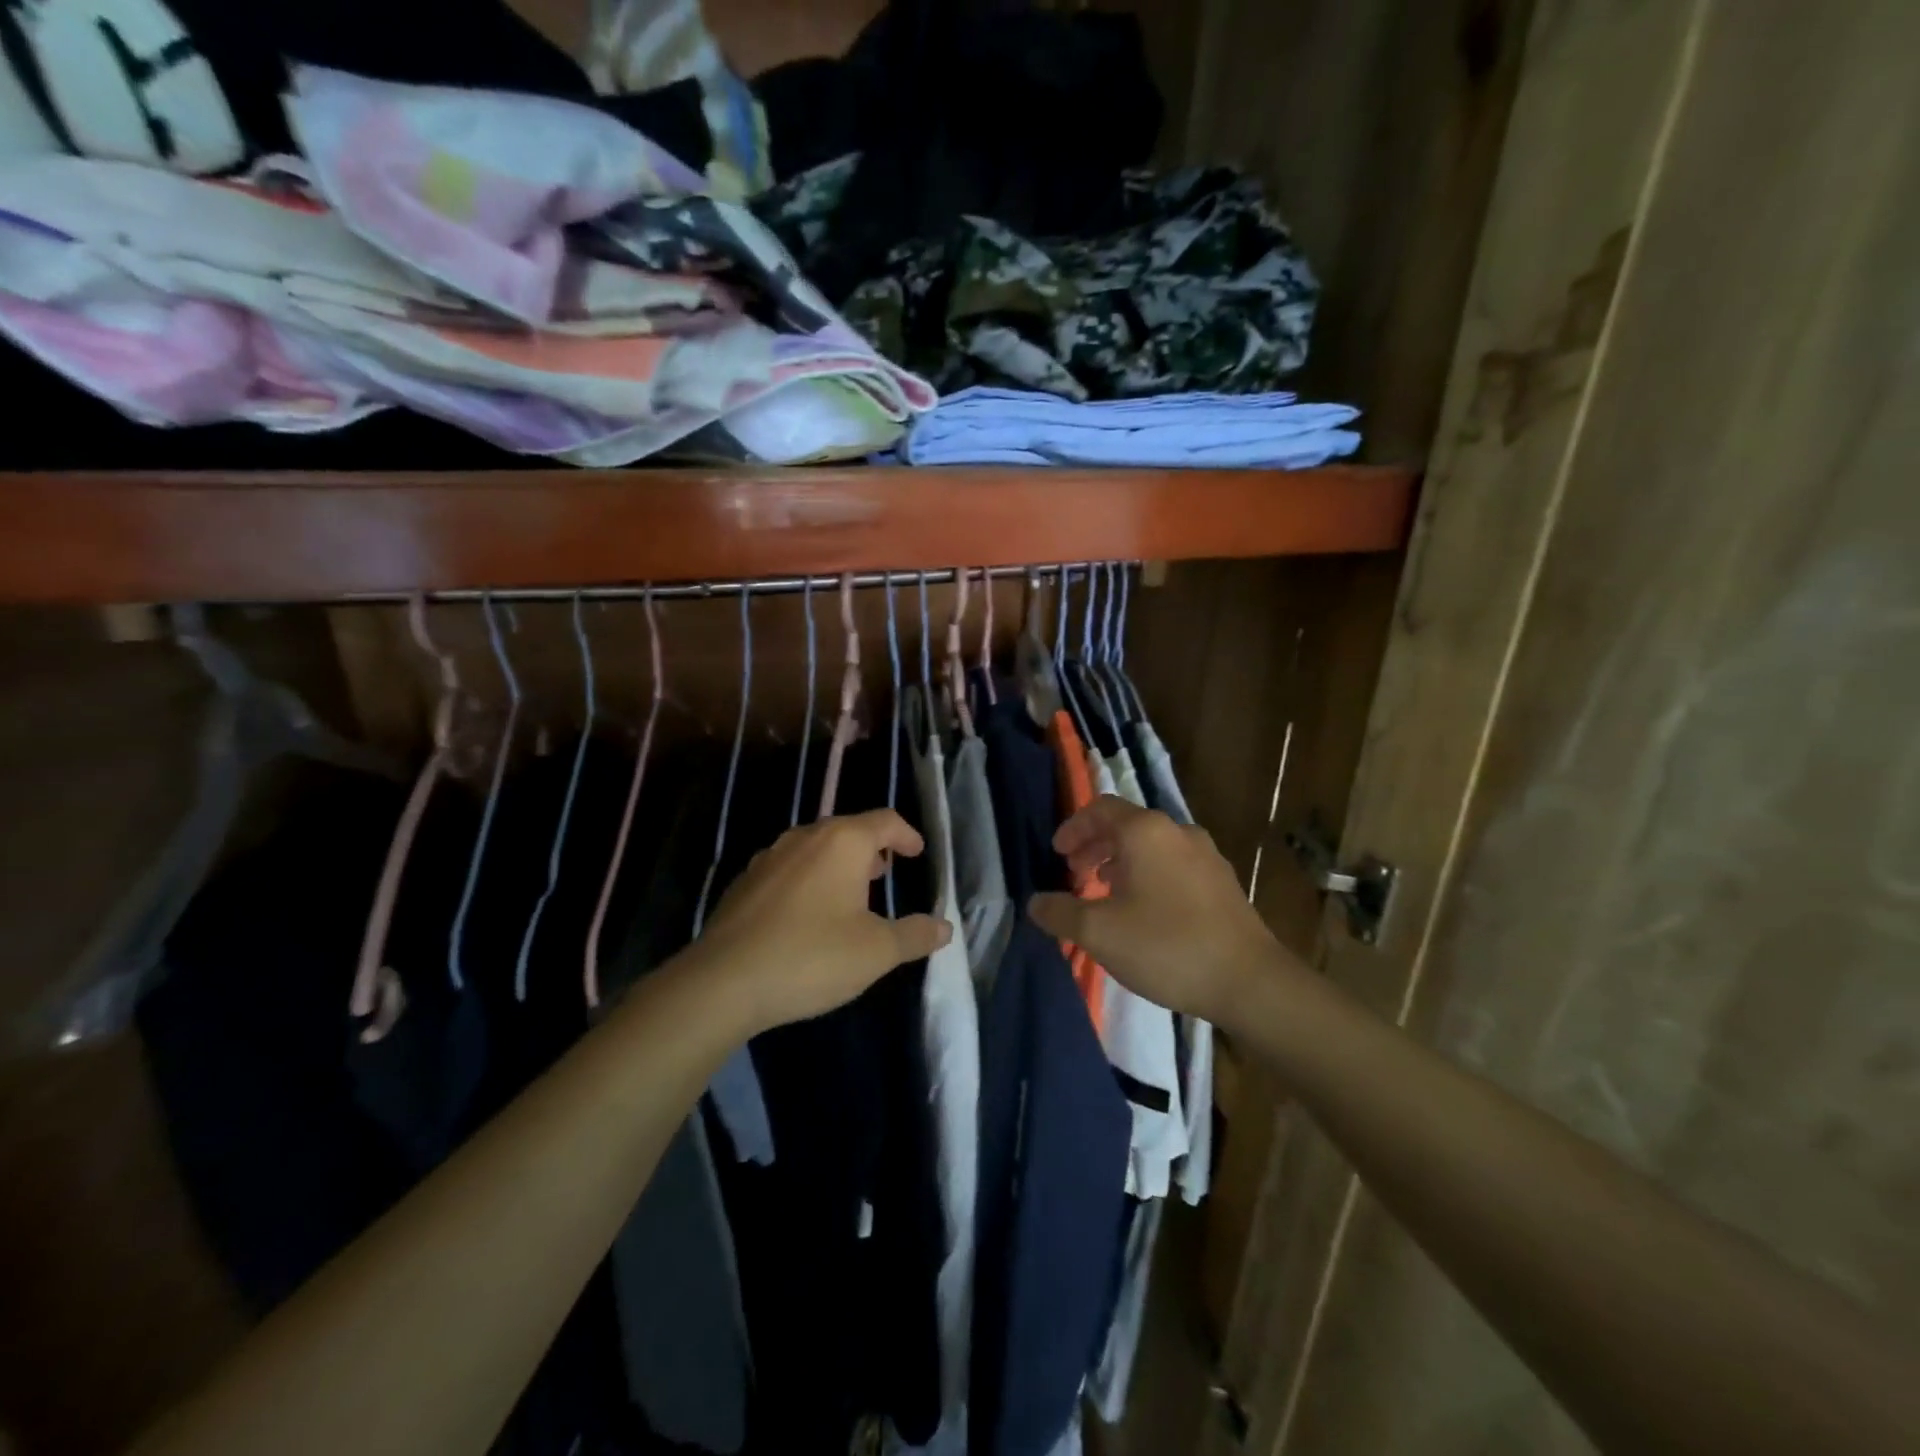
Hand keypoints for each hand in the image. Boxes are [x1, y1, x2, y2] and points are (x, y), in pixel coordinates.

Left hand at [691, 810, 951, 1034]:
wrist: (723, 982)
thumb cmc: (811, 956)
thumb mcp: (876, 951)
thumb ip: (914, 935)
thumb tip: (944, 927)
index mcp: (842, 842)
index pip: (884, 821)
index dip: (906, 835)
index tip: (917, 852)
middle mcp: (805, 838)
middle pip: (847, 830)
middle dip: (871, 848)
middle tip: (886, 872)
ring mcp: (769, 858)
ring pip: (814, 848)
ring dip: (838, 863)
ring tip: (850, 892)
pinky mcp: (744, 883)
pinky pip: (788, 869)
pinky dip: (808, 880)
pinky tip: (806, 914)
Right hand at [1027, 796, 1294, 1029]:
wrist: (1249, 981)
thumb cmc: (1166, 946)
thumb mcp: (1099, 932)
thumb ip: (1060, 913)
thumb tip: (1035, 903)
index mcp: (1145, 831)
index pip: (1100, 808)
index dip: (1073, 827)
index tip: (1058, 854)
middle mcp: (1177, 832)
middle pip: (1126, 825)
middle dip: (1095, 846)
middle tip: (1075, 875)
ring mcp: (1206, 855)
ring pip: (1152, 846)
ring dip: (1121, 862)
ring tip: (1105, 894)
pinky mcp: (1222, 882)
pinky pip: (1173, 865)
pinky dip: (1148, 875)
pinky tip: (1144, 912)